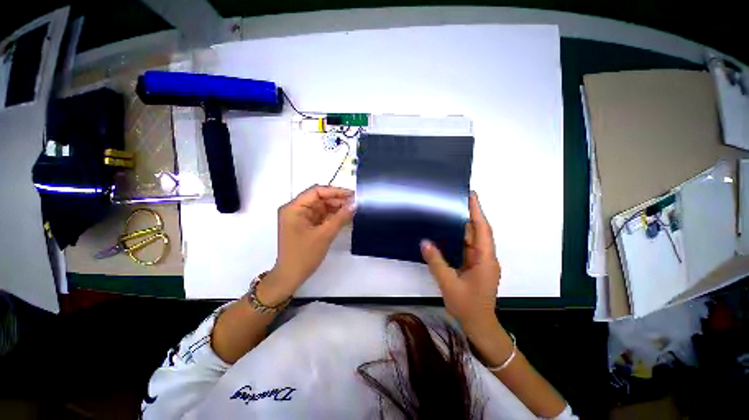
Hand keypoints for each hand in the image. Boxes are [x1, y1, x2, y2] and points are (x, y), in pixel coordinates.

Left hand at [258, 185, 353, 304]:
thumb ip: (340, 217)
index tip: (352, 195)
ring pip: (321, 207)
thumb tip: (355, 204)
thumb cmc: (304, 255)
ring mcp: (300, 217)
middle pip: (319, 198)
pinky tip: (345, 217)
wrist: (291, 276)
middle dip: (337, 200)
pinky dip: (332, 216)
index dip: (335, 191)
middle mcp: (295, 209)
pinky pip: (321, 216)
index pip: (316, 191)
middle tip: (355, 203)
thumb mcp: (324, 235)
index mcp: (294, 208)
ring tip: (353, 210)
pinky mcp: (306, 225)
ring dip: (336, 208)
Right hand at [420, 192, 500, 330]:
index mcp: (485, 259)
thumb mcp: (449, 284)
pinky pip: (467, 247)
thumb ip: (436, 262)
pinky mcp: (474, 266)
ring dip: (464, 225)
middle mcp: (485, 257)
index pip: (482, 230)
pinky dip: (459, 237)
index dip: (477, 212)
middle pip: (478, 231)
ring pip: (472, 239)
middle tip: (456, 199)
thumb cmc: (468, 306)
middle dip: (470, 214)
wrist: (479, 325)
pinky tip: (448, 232)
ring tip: (450, 211)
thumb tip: (424, 242)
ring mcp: (480, 261)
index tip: (471, 196)